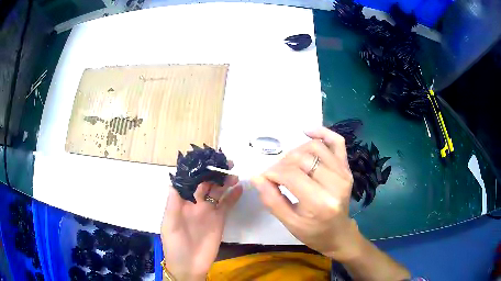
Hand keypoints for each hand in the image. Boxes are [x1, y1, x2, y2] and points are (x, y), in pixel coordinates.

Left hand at [161, 168, 242, 280]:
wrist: (189, 266)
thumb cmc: (175, 245)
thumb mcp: (169, 224)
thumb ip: (173, 203)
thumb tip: (175, 180)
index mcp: (181, 202)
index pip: (189, 181)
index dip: (197, 170)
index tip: (206, 160)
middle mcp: (195, 203)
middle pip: (205, 184)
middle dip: (213, 173)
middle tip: (225, 163)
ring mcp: (209, 211)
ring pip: (217, 192)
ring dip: (225, 182)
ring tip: (233, 174)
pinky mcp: (220, 220)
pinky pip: (227, 205)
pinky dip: (233, 196)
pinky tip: (239, 188)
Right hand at [251, 127, 361, 260]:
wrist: (339, 233)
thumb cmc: (313, 233)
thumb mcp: (289, 223)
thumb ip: (272, 200)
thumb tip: (256, 177)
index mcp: (320, 202)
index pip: (290, 175)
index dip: (272, 173)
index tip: (264, 178)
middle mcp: (335, 183)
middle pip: (302, 158)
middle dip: (281, 163)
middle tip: (274, 174)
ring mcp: (344, 173)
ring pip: (315, 146)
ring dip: (296, 151)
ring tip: (288, 163)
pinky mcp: (347, 168)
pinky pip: (337, 142)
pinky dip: (322, 132)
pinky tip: (307, 132)